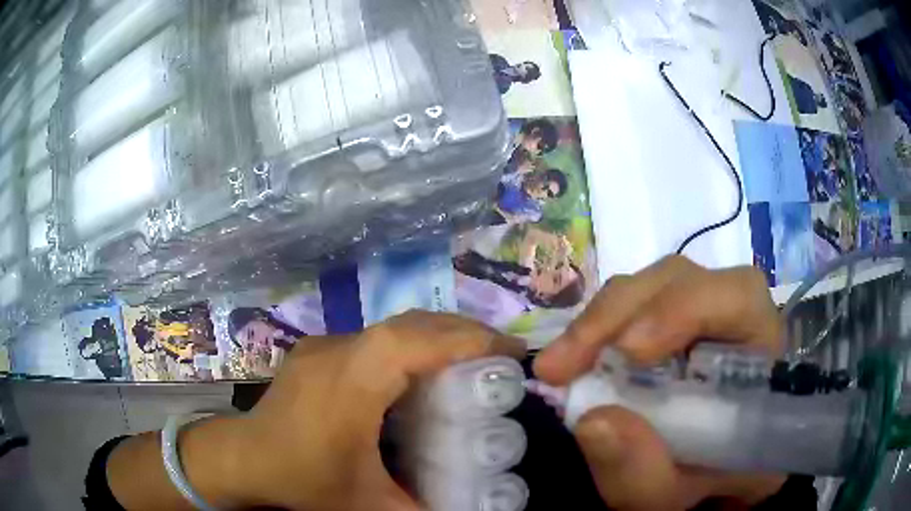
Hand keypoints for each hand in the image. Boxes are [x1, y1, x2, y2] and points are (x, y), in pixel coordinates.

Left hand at [224, 311, 524, 510]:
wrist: (243, 459)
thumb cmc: (302, 480)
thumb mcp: (368, 507)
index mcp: (348, 384)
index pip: (411, 341)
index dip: (465, 339)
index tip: (511, 353)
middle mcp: (336, 351)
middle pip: (409, 324)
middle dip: (463, 333)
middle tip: (504, 357)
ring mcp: (324, 345)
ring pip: (394, 326)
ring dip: (439, 336)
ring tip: (474, 361)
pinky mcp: (319, 350)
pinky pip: (376, 338)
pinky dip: (412, 345)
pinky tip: (423, 374)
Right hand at [534, 256, 785, 510]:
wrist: (699, 479)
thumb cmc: (697, 483)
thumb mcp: (669, 494)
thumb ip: (642, 472)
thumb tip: (593, 422)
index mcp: (758, 358)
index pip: (740, 297)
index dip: (684, 308)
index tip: (627, 353)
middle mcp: (734, 322)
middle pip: (682, 281)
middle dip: (618, 314)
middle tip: (562, 365)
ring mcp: (699, 316)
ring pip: (651, 286)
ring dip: (601, 320)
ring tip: (561, 365)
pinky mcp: (669, 323)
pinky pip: (633, 305)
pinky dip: (599, 328)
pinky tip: (577, 358)